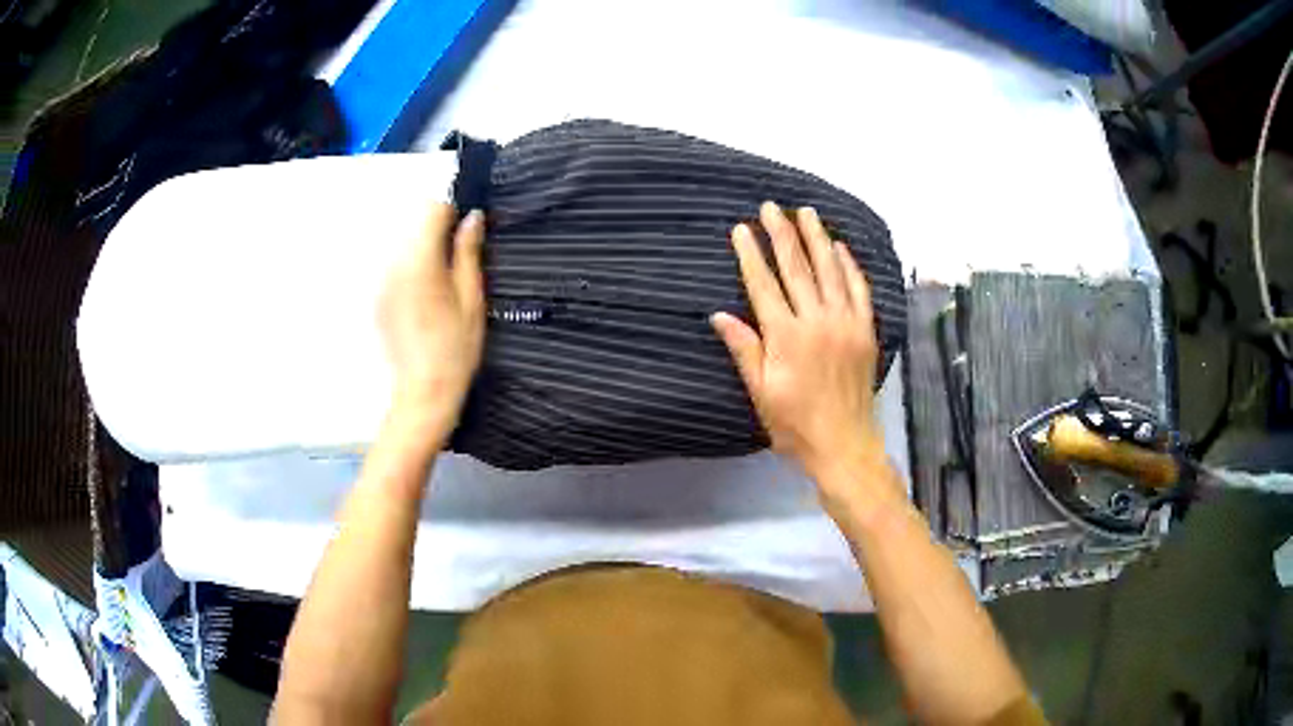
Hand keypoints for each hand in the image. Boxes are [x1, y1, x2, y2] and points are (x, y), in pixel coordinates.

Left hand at [378, 204, 485, 441]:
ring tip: (442, 281)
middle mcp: (393, 266)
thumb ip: (468, 254)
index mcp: (420, 263)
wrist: (422, 393)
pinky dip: (411, 268)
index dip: (452, 212)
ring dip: (424, 249)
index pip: (431, 211)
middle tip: (459, 256)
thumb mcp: (472, 300)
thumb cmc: (456, 350)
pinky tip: (424, 298)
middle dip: (437, 230)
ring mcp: (381, 282)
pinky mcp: (377, 297)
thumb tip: (472, 217)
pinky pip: (394, 266)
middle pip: (414, 225)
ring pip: (404, 245)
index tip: (467, 228)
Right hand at [713, 202, 889, 498]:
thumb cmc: (795, 425)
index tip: (741, 229)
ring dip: (817, 238)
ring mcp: (846, 323)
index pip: (764, 285)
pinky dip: (849, 266)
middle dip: (782, 234)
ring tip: (806, 212)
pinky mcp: (866, 330)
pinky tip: (841, 247)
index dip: (750, 255)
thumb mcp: (761, 393)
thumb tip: (719, 315)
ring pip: (830, 271)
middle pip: (797, 268)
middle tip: (771, 206)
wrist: (845, 446)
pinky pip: (859, 290)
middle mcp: (817, 321)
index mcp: (786, 337)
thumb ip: (744, 350)